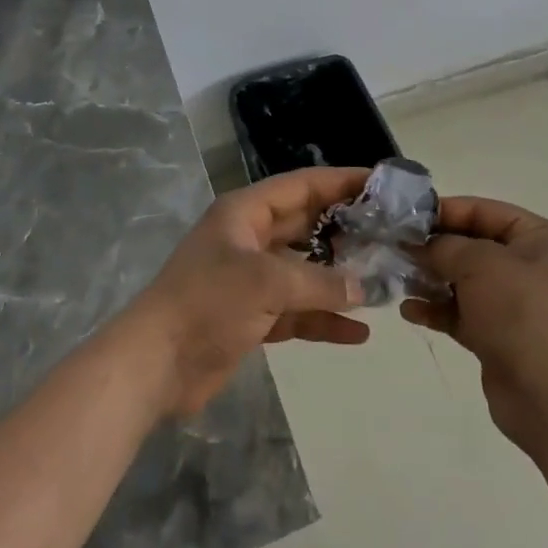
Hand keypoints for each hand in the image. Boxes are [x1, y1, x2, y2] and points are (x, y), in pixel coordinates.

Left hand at [132, 167, 370, 416]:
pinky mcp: (252, 317)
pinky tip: (357, 332)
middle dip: (346, 230)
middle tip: (391, 234)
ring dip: (338, 279)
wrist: (155, 365)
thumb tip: (362, 288)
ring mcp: (250, 280)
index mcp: (245, 213)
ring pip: (304, 271)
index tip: (382, 183)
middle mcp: (249, 240)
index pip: (301, 186)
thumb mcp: (266, 282)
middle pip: (306, 226)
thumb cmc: (207, 304)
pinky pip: (296, 311)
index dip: (341, 182)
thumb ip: (318, 281)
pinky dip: (322, 319)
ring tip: (383, 283)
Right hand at [401, 196, 547, 488]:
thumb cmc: (520, 313)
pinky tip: (409, 310)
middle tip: (394, 248)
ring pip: (462, 280)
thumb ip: (444, 246)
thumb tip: (418, 244)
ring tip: (397, 278)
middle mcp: (528, 266)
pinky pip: (460, 312)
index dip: (445, 210)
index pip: (484, 211)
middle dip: (432, 247)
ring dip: (429, 278)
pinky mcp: (497, 335)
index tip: (406, 217)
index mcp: (537, 238)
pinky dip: (436, 309)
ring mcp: (512, 303)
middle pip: (470, 245)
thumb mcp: (479, 264)